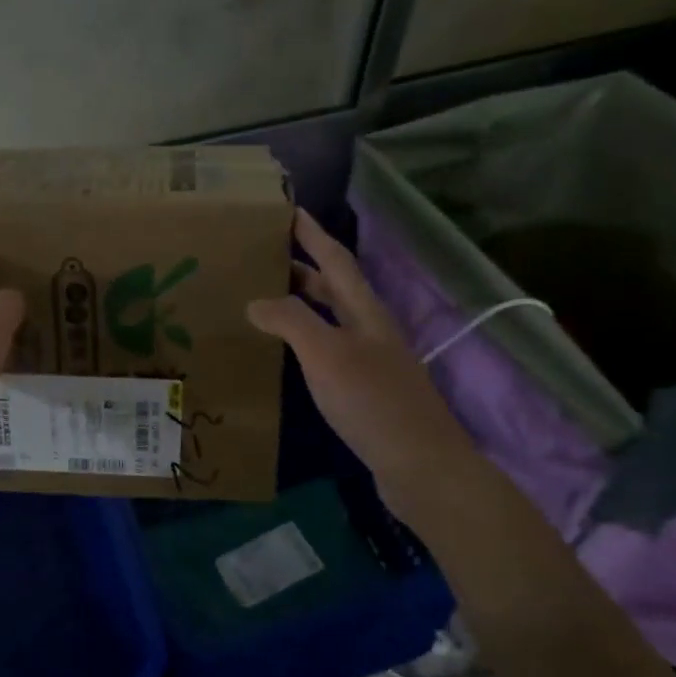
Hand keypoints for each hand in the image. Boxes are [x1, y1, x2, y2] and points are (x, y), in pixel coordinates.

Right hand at [247, 209, 476, 513]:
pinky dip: (304, 341)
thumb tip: (255, 301)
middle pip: (335, 288)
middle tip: (264, 257)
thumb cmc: (372, 401)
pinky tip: (287, 354)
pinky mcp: (366, 391)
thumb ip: (291, 321)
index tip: (289, 211)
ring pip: (331, 320)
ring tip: (265, 300)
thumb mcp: (327, 354)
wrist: (420, 465)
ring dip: (302, 305)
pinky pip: (329, 351)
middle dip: (303, 268)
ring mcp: (371, 362)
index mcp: (365, 312)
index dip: (313, 235)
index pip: (336, 260)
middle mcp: (370, 330)